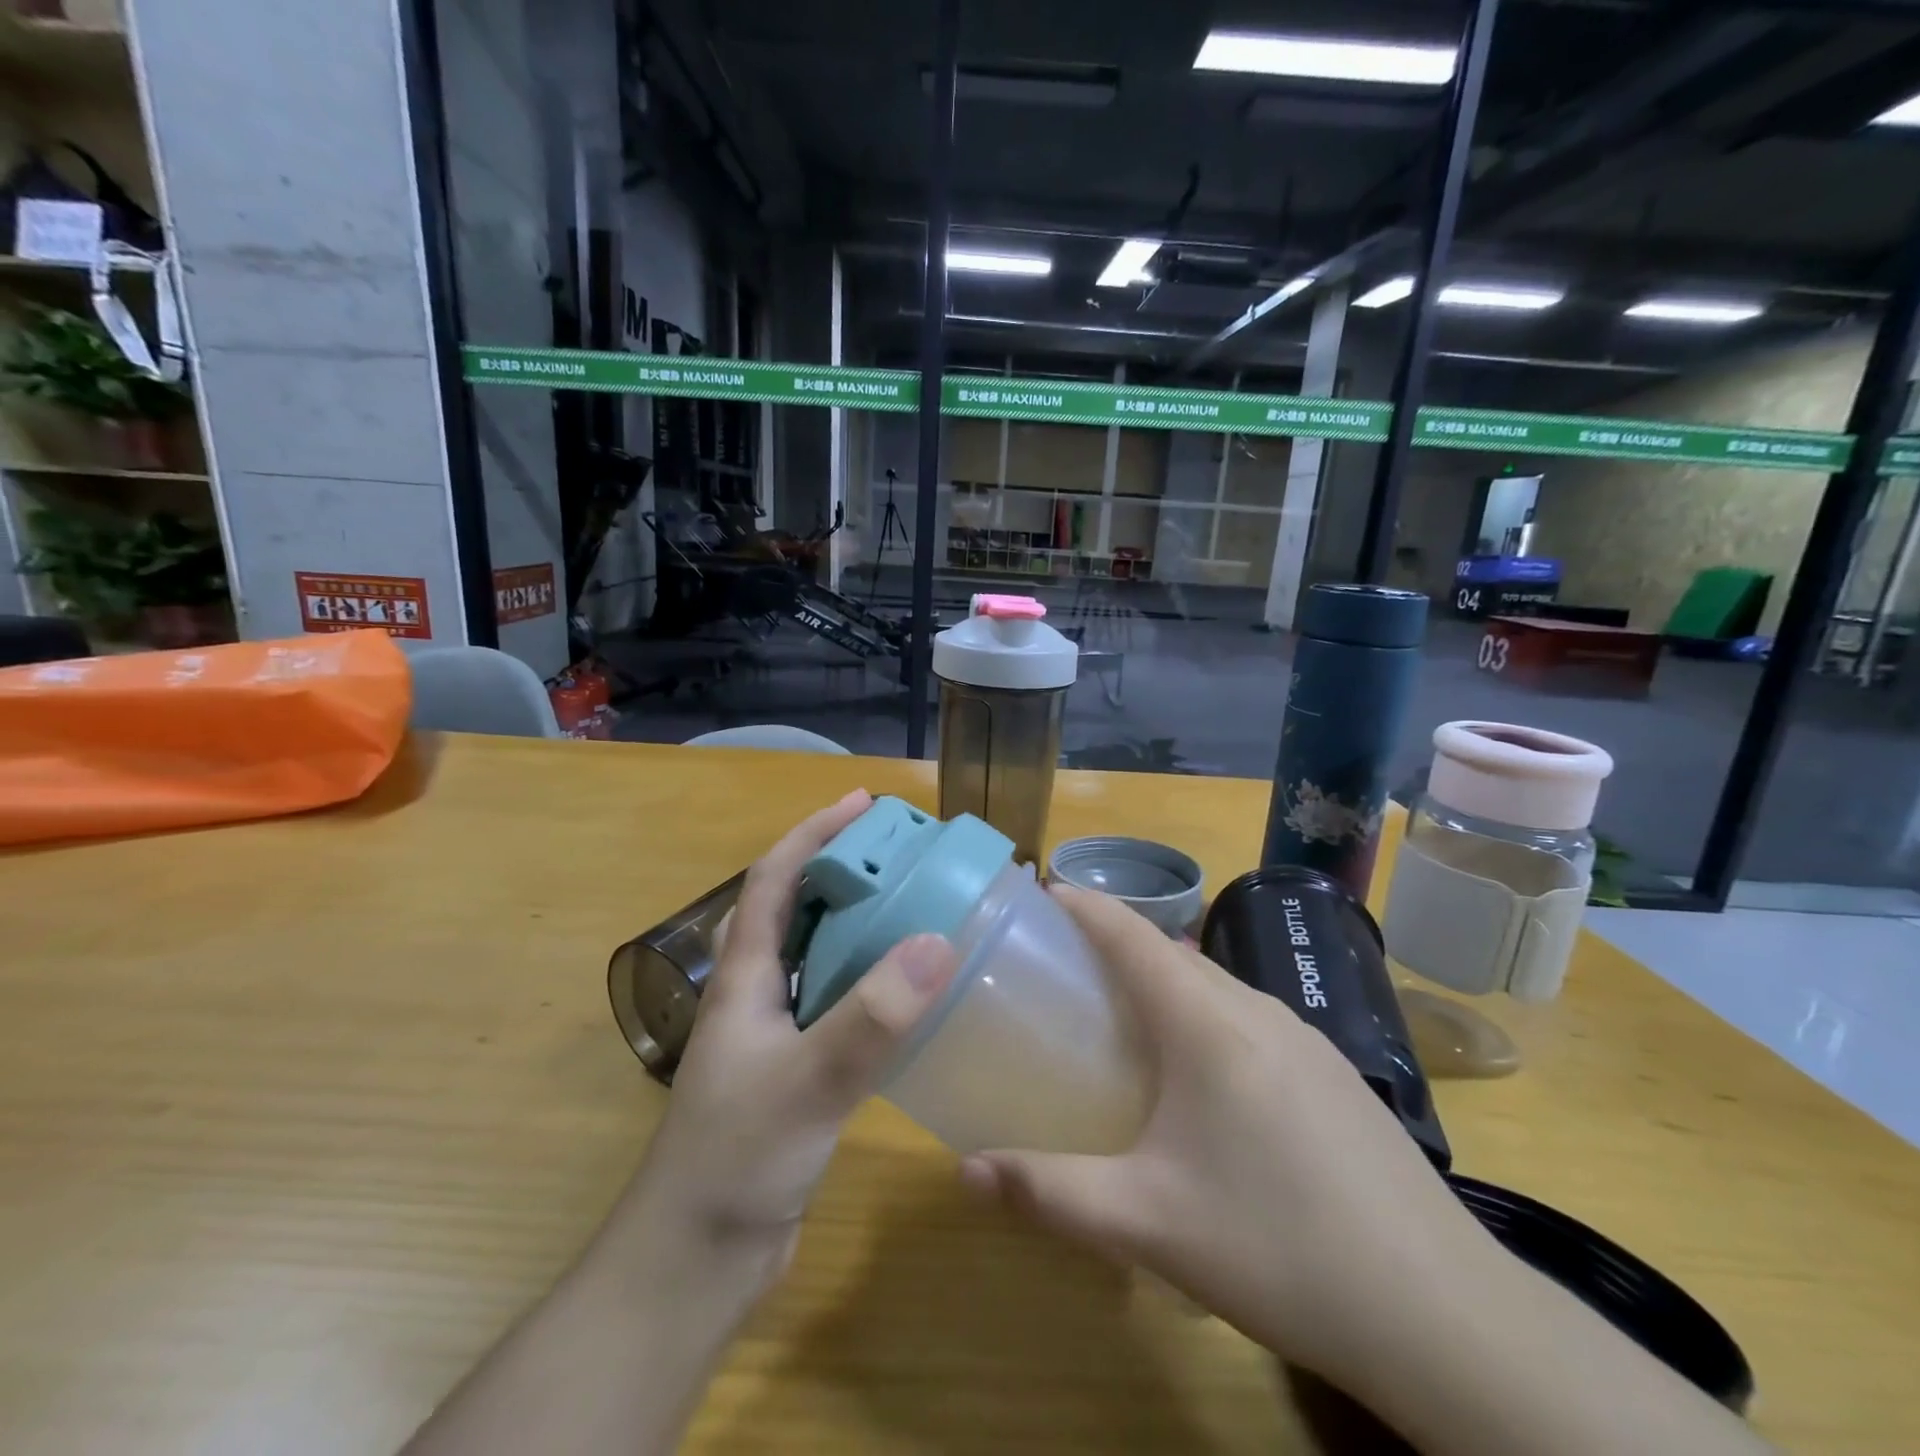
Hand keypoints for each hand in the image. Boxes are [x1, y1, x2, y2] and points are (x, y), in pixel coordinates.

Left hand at [623, 789, 958, 1286]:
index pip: (774, 879)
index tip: (863, 804)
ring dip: (862, 924)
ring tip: (919, 906)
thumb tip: (937, 942)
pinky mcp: (799, 1071)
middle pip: (800, 909)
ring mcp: (776, 1034)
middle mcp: (758, 993)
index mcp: (744, 976)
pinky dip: (873, 982)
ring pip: (822, 957)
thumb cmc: (735, 1159)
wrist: (696, 1261)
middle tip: (907, 854)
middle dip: (846, 870)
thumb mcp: (807, 1082)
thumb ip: (870, 1018)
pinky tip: (912, 991)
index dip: (814, 833)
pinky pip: (840, 1004)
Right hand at [958, 885, 1494, 1384]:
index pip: (1133, 934)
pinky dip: (1204, 1013)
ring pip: (1215, 983)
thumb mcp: (1146, 1223)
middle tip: (1064, 966)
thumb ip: (1049, 1193)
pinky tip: (1201, 1075)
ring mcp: (1304, 1037)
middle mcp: (1256, 1009)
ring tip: (1122, 1015)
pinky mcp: (1332, 1071)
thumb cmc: (1278, 1247)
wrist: (1444, 1313)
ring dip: (1164, 980)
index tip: (1042, 894)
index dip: (1085, 905)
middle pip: (1172, 951)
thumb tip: (968, 1172)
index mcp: (1207, 1023)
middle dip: (1115, 943)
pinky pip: (1248, 1015)